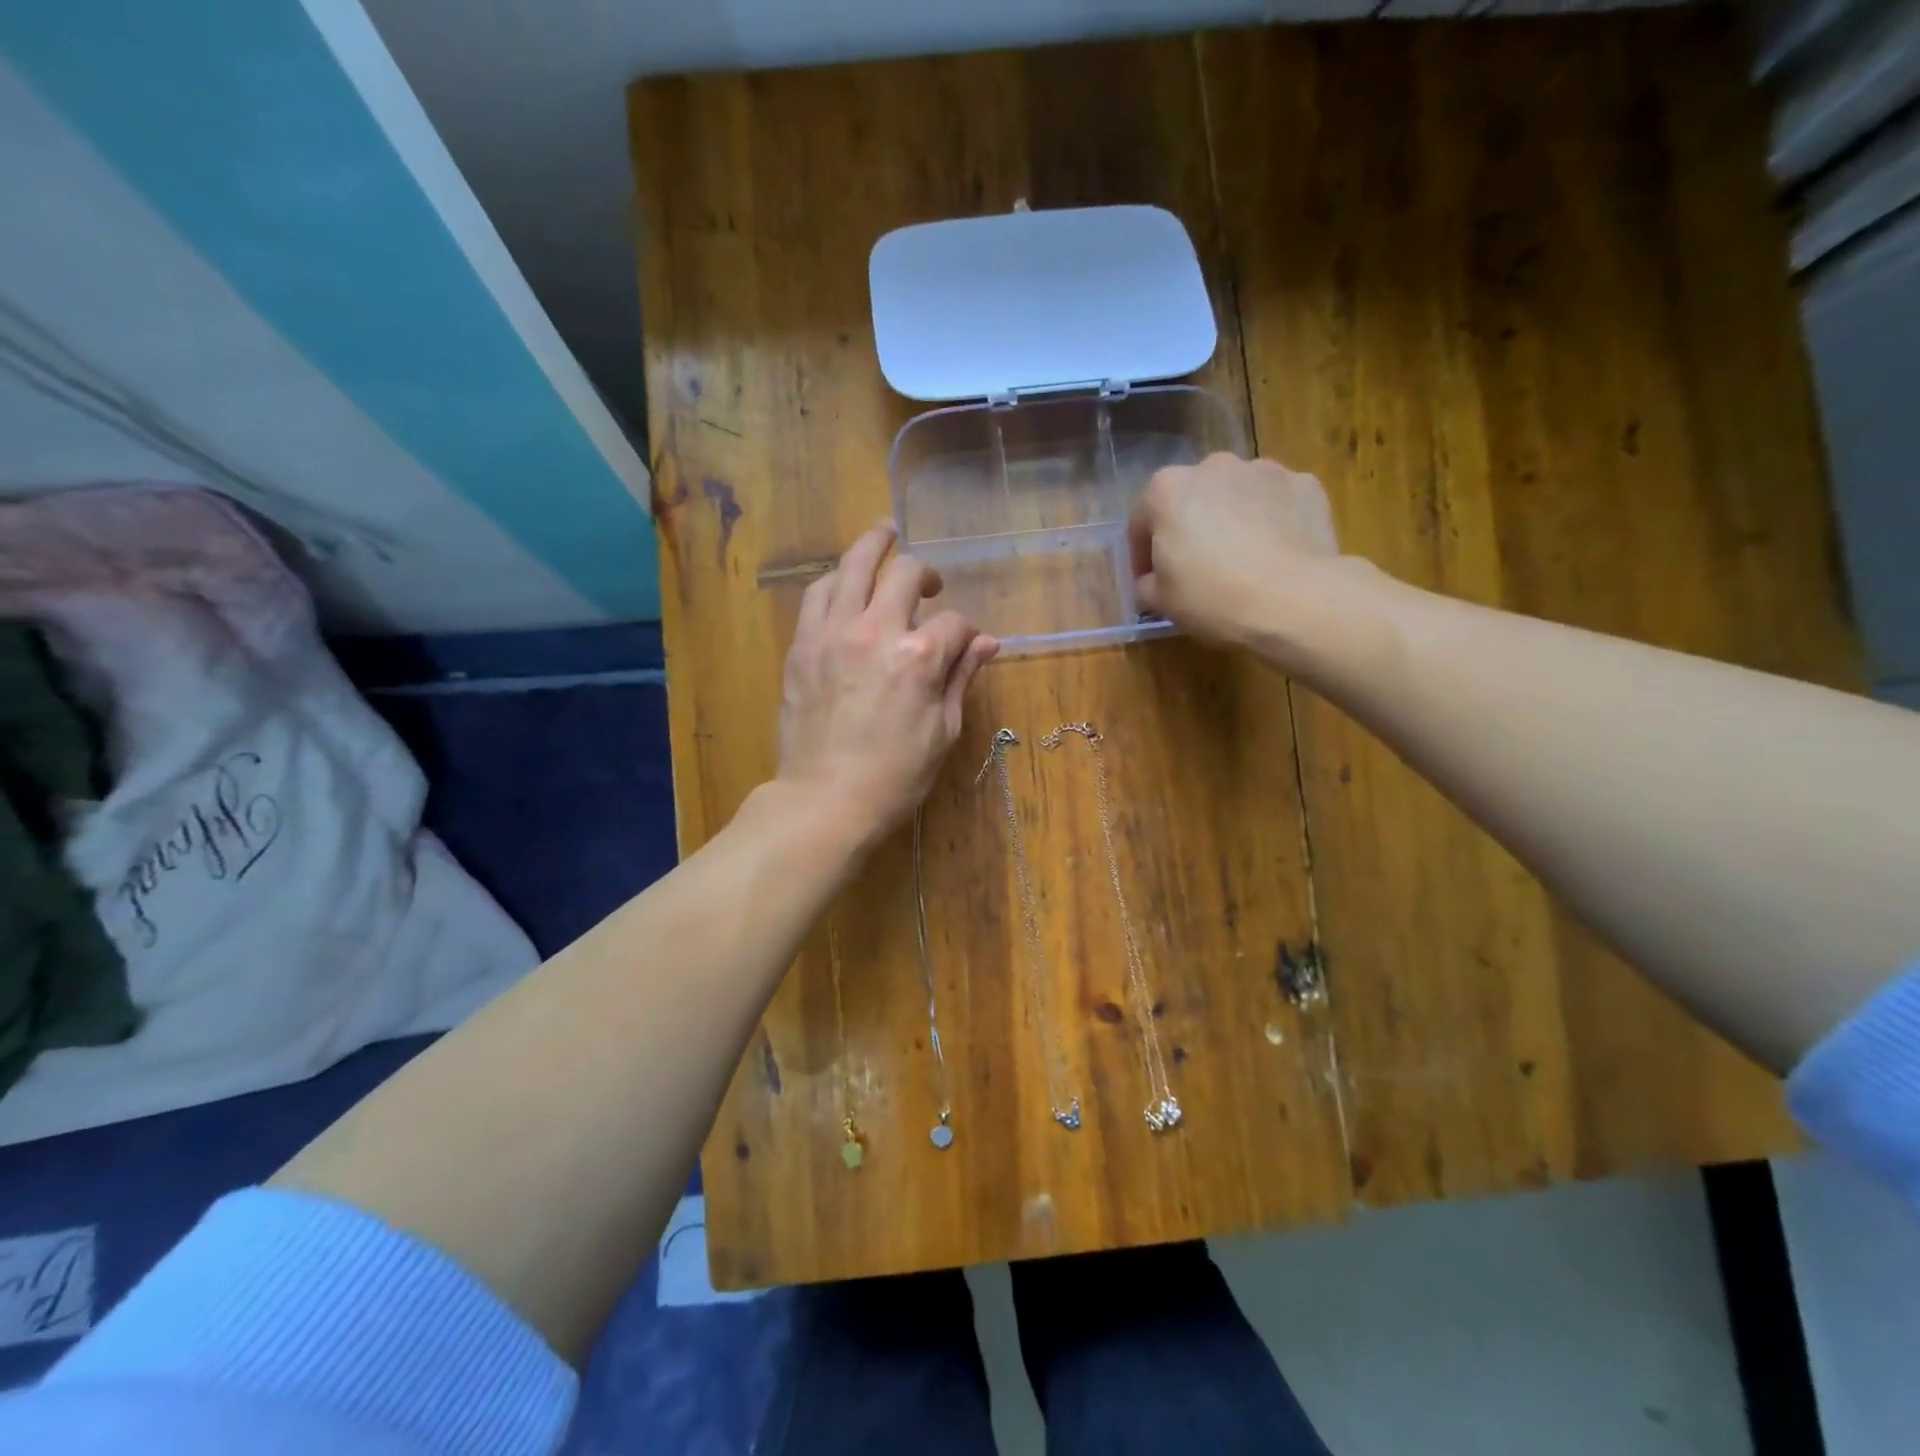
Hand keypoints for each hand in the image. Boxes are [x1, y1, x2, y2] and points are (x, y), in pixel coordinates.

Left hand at [777, 521, 997, 848]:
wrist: (825, 800)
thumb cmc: (895, 776)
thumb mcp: (943, 731)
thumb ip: (961, 677)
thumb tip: (987, 642)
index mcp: (920, 656)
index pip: (952, 622)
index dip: (965, 632)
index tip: (965, 647)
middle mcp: (875, 630)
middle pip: (904, 573)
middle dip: (924, 572)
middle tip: (929, 582)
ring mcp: (832, 633)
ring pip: (852, 566)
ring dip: (872, 548)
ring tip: (883, 538)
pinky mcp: (802, 645)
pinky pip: (817, 594)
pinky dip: (836, 581)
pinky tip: (845, 585)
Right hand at [1128, 453, 1341, 646]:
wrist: (1294, 600)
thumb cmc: (1212, 597)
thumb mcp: (1160, 601)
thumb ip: (1147, 583)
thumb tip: (1154, 580)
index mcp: (1167, 489)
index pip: (1142, 520)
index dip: (1142, 554)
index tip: (1149, 581)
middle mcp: (1213, 466)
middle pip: (1192, 498)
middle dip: (1190, 527)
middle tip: (1196, 567)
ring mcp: (1264, 470)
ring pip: (1236, 496)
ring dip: (1231, 520)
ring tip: (1241, 560)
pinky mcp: (1305, 484)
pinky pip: (1276, 503)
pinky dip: (1271, 521)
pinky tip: (1275, 555)